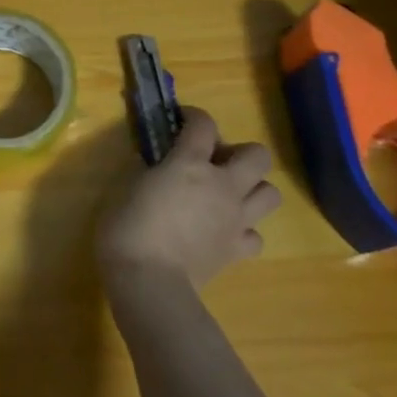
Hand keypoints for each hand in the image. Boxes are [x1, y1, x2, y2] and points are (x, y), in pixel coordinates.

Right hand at [97, 108, 280, 290]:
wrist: (148, 280)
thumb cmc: (127, 228)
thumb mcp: (126, 188)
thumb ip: (145, 170)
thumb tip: (150, 163)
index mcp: (189, 163)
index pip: (203, 124)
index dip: (194, 115)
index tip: (182, 118)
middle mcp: (222, 185)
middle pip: (258, 156)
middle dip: (241, 153)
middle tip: (216, 163)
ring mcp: (235, 219)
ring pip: (271, 194)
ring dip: (252, 189)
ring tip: (228, 195)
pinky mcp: (238, 250)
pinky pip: (256, 235)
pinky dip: (244, 231)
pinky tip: (224, 232)